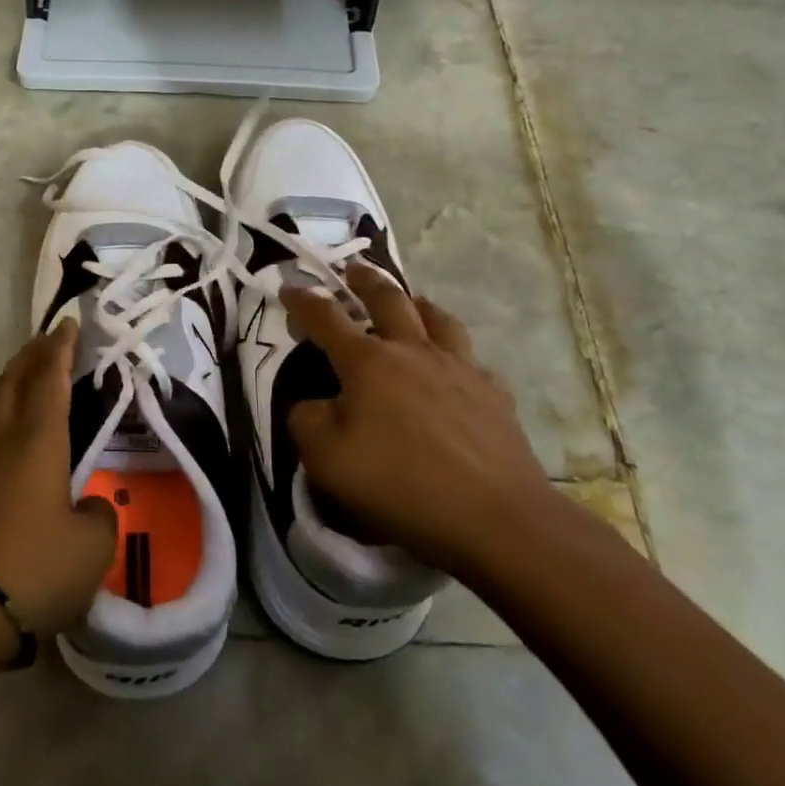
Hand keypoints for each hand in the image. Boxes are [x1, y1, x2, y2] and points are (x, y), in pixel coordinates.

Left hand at [0, 321, 117, 638]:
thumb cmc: (35, 567)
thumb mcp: (91, 545)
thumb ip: (98, 515)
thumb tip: (88, 506)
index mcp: (38, 442)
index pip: (50, 379)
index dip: (61, 348)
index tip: (69, 322)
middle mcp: (6, 442)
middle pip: (14, 381)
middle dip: (32, 354)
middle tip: (52, 338)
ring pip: (0, 405)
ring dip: (18, 381)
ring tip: (38, 375)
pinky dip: (13, 412)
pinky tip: (25, 432)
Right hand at [280, 263, 556, 579]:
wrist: (495, 516)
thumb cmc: (401, 484)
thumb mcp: (326, 461)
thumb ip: (305, 421)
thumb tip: (310, 402)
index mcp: (367, 362)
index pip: (326, 318)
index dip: (303, 301)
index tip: (289, 287)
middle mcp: (412, 350)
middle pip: (387, 298)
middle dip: (364, 280)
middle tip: (353, 269)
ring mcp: (458, 366)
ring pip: (436, 316)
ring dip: (415, 302)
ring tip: (409, 301)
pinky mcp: (492, 391)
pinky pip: (469, 357)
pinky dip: (453, 351)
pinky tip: (454, 365)